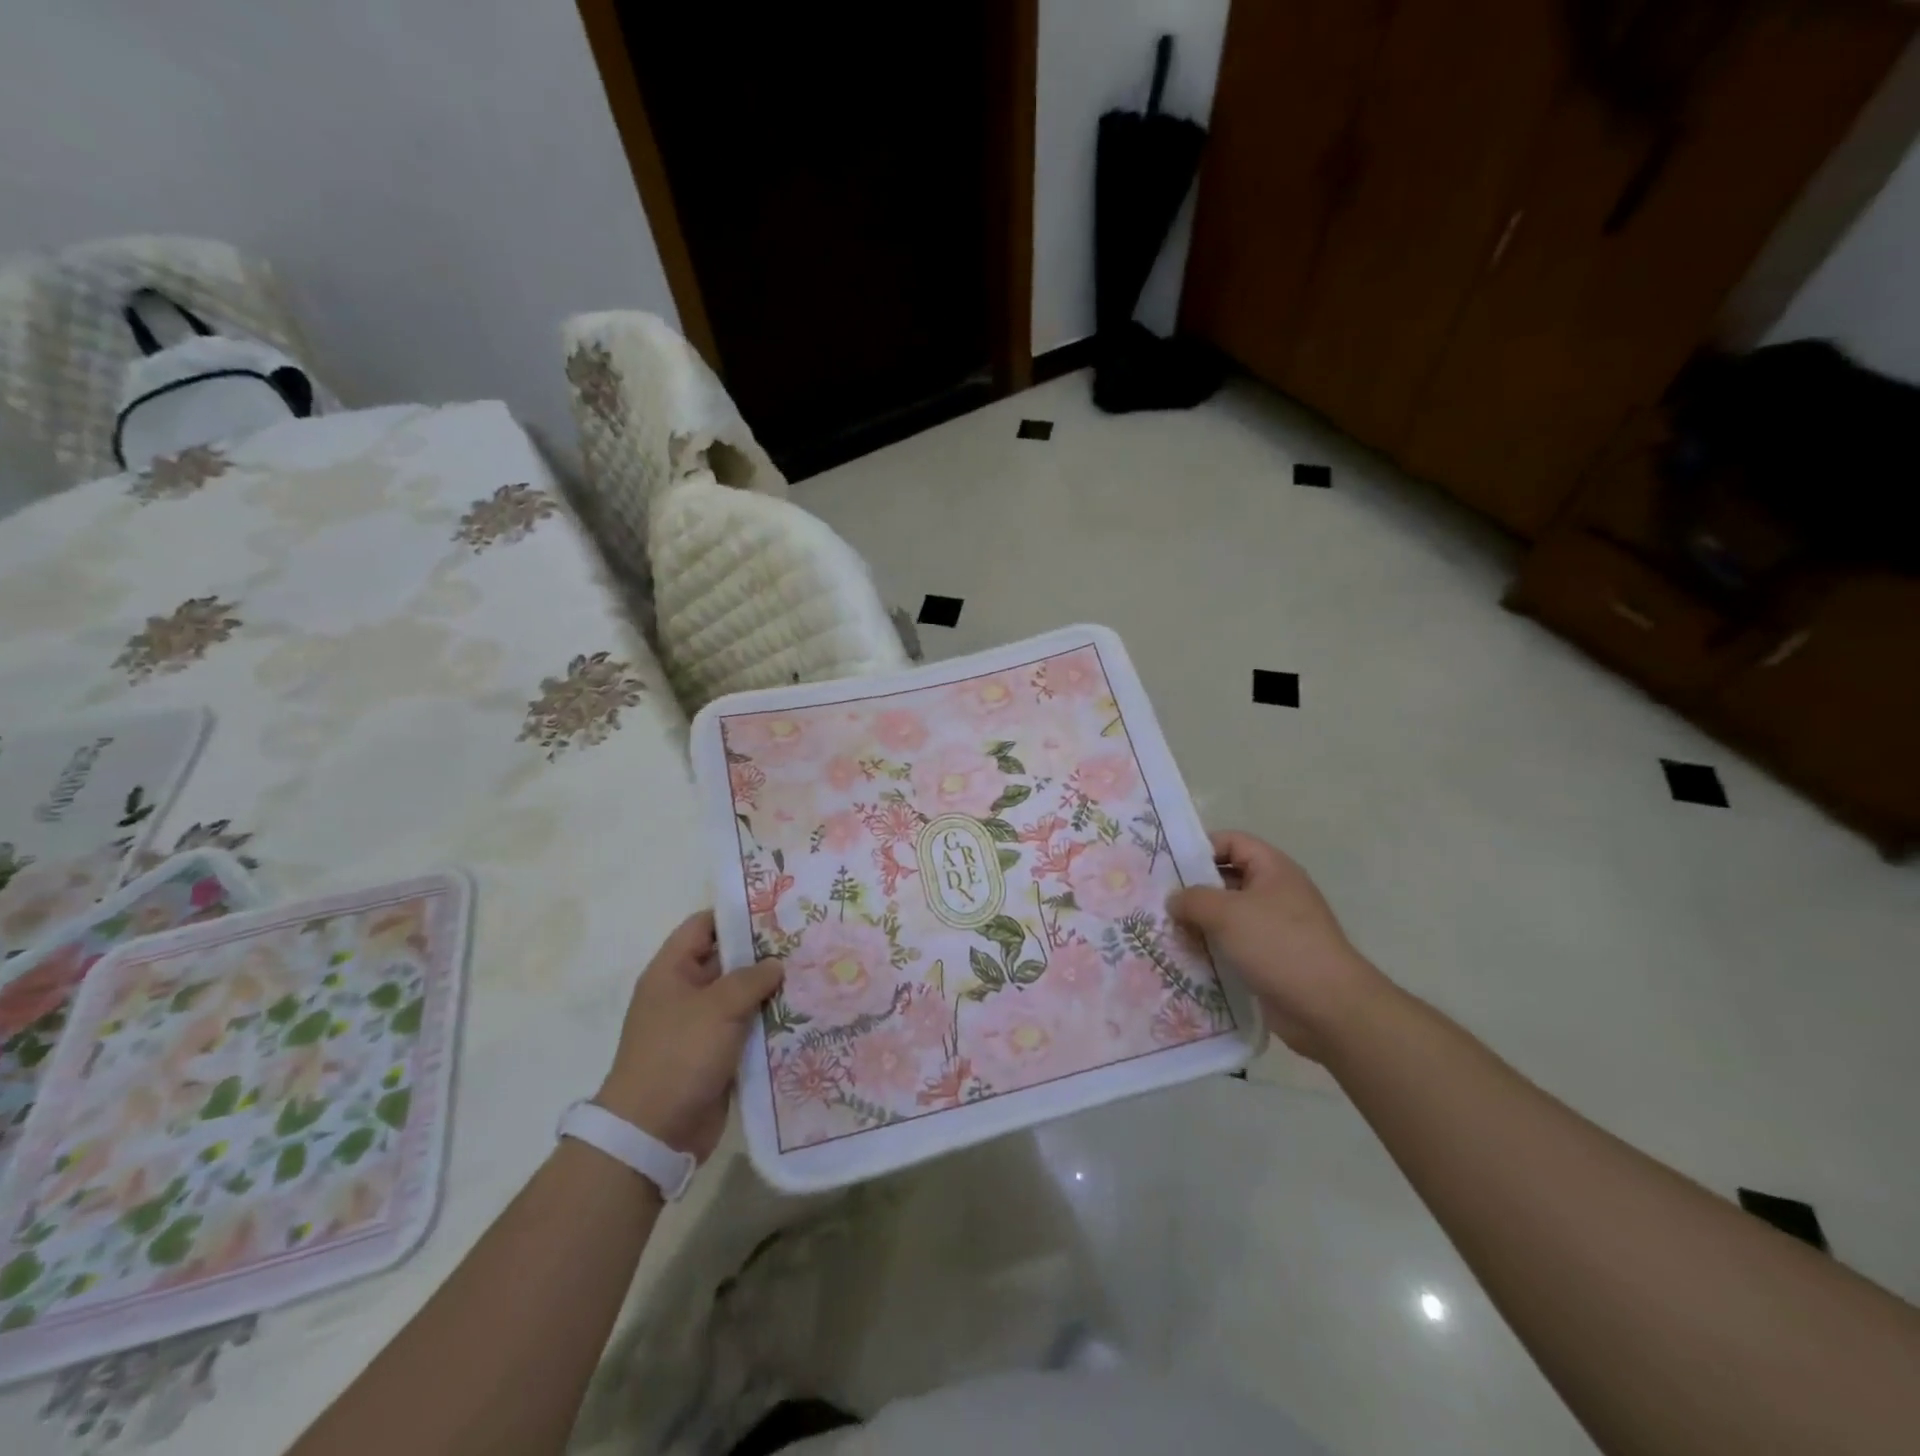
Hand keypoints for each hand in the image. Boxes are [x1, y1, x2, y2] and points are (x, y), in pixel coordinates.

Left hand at [595, 911, 783, 1160]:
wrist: (654, 1132)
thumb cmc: (680, 1054)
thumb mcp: (718, 1006)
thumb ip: (751, 978)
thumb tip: (776, 965)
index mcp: (672, 971)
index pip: (704, 926)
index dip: (736, 914)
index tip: (777, 909)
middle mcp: (685, 993)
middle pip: (728, 960)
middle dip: (764, 953)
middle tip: (807, 941)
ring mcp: (701, 1026)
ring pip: (742, 997)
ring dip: (771, 990)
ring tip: (814, 974)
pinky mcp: (716, 1055)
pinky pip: (747, 1029)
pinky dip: (770, 1023)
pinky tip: (805, 1014)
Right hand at [1168, 831, 1386, 1061]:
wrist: (1329, 1008)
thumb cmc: (1278, 945)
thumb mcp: (1227, 913)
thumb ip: (1193, 899)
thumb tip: (1174, 900)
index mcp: (1273, 869)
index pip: (1232, 842)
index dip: (1200, 848)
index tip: (1167, 865)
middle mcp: (1274, 893)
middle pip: (1226, 879)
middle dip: (1192, 890)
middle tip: (1157, 900)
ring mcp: (1274, 928)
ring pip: (1227, 917)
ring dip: (1198, 924)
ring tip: (1163, 930)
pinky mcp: (1270, 960)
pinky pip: (1233, 946)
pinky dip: (1210, 950)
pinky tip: (1184, 958)